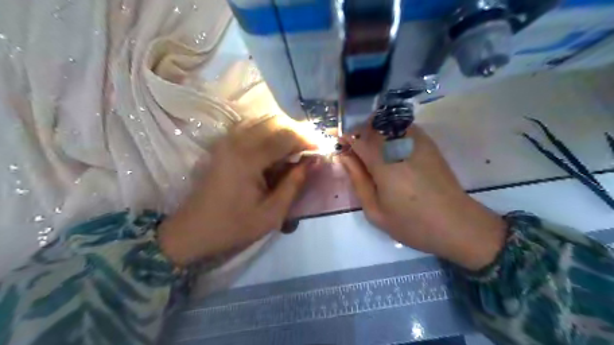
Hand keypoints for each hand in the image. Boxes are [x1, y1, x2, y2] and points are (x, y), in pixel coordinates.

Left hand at [158, 115, 312, 263]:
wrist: (192, 230)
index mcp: (248, 158)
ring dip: (285, 129)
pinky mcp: (223, 143)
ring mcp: (227, 139)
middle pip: (276, 122)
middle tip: (312, 148)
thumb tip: (314, 162)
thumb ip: (294, 184)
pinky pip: (252, 126)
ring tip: (298, 147)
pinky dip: (270, 130)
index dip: (308, 140)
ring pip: (263, 120)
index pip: (286, 136)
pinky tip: (277, 145)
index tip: (322, 150)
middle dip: (298, 132)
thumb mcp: (271, 213)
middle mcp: (236, 141)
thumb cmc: (233, 226)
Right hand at [338, 125, 505, 270]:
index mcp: (383, 164)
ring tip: (372, 149)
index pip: (357, 139)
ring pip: (388, 122)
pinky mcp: (429, 144)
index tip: (339, 146)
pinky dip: (391, 131)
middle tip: (355, 150)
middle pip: (372, 125)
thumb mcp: (376, 211)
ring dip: (374, 130)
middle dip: (358, 132)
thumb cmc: (412, 223)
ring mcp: (417, 142)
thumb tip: (345, 157)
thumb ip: (358, 180)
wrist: (456, 224)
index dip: (345, 139)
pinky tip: (391, 148)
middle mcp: (399, 146)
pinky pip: (404, 127)